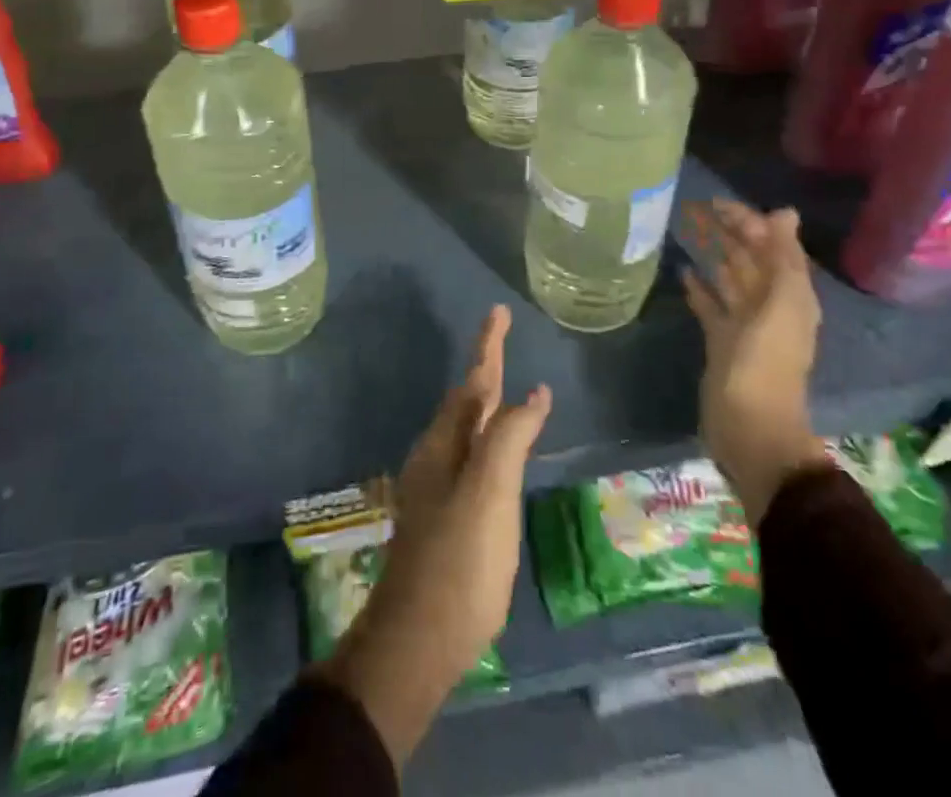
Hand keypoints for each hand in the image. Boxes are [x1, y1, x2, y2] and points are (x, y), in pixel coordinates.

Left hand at [320, 306, 550, 763]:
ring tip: (501, 383)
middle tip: (502, 338)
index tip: (498, 311)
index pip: (474, 381)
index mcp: (445, 443)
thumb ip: (510, 438)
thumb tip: (532, 392)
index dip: (488, 345)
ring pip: (466, 428)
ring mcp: (439, 487)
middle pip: (467, 400)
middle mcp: (438, 456)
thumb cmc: (459, 560)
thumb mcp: (490, 492)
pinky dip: (489, 437)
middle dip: (485, 367)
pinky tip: (498, 451)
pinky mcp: (448, 517)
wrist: (419, 639)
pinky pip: (472, 456)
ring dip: (485, 401)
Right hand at [683, 201, 832, 525]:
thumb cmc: (764, 364)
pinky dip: (701, 288)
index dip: (749, 222)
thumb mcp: (780, 307)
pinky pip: (711, 306)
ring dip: (715, 255)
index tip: (717, 203)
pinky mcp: (721, 341)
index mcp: (791, 296)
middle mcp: (770, 306)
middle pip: (750, 260)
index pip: (772, 247)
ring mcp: (745, 325)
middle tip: (697, 208)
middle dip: (730, 233)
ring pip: (730, 279)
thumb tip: (784, 213)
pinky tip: (683, 271)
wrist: (749, 429)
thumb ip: (783, 259)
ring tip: (689, 230)